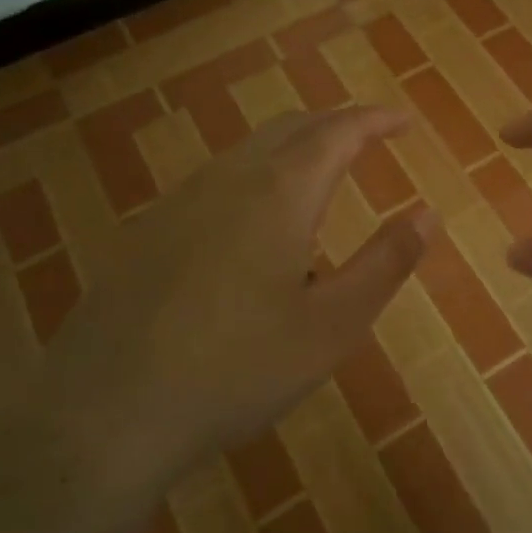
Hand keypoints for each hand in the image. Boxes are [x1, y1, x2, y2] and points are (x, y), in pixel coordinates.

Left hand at [21, 107, 435, 501]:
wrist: (103, 412)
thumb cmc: (236, 369)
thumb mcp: (332, 326)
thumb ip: (385, 263)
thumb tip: (428, 213)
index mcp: (280, 193)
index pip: (338, 132)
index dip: (375, 120)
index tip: (403, 121)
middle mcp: (228, 180)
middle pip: (290, 129)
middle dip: (335, 125)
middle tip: (368, 138)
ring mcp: (179, 202)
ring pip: (247, 152)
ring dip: (291, 149)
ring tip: (319, 177)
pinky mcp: (147, 232)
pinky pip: (215, 182)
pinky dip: (254, 177)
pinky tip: (253, 226)